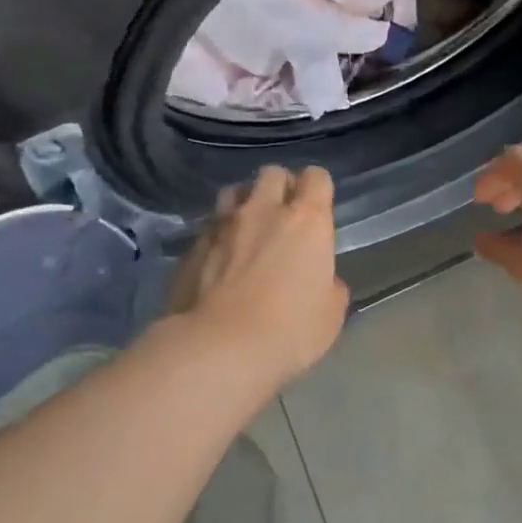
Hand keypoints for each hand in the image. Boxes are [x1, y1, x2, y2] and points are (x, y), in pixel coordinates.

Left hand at [168, 165, 348, 384]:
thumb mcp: (331, 313)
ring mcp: (221, 225)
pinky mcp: (190, 247)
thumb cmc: (290, 330)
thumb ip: (329, 284)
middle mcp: (263, 211)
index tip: (318, 210)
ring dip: (244, 204)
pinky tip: (219, 262)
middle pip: (271, 174)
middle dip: (280, 187)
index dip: (318, 190)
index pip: (316, 177)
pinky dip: (218, 236)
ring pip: (233, 192)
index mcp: (306, 221)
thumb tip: (320, 280)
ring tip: (247, 231)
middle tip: (283, 216)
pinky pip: (208, 228)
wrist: (220, 348)